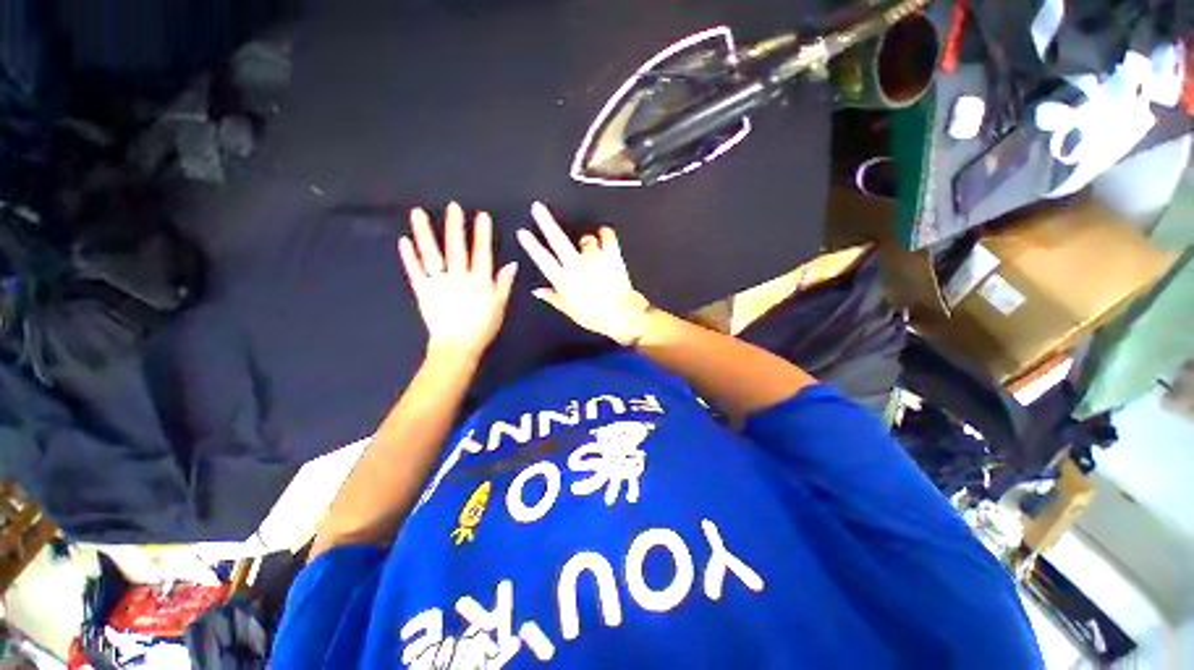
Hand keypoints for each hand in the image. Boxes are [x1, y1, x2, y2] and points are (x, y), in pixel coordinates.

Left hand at [399, 202, 517, 359]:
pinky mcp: (423, 291)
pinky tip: (404, 240)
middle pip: (456, 249)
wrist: (457, 346)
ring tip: (418, 213)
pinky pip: (414, 272)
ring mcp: (438, 284)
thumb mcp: (499, 306)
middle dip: (455, 227)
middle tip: (452, 206)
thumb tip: (512, 264)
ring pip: (431, 255)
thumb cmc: (482, 327)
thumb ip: (504, 284)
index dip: (482, 235)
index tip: (481, 216)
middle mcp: (458, 279)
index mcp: (479, 283)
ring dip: (425, 234)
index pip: (482, 254)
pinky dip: (409, 257)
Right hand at [517, 201, 650, 345]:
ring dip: (586, 240)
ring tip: (588, 248)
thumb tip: (537, 291)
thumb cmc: (595, 316)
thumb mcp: (570, 310)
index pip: (543, 259)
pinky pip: (607, 236)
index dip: (531, 245)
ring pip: (585, 238)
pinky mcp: (611, 255)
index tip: (522, 232)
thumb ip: (552, 297)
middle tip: (538, 207)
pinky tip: (603, 234)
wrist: (621, 315)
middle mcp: (577, 265)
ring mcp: (594, 258)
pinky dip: (605, 233)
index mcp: (564, 280)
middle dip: (546, 222)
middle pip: (558, 240)